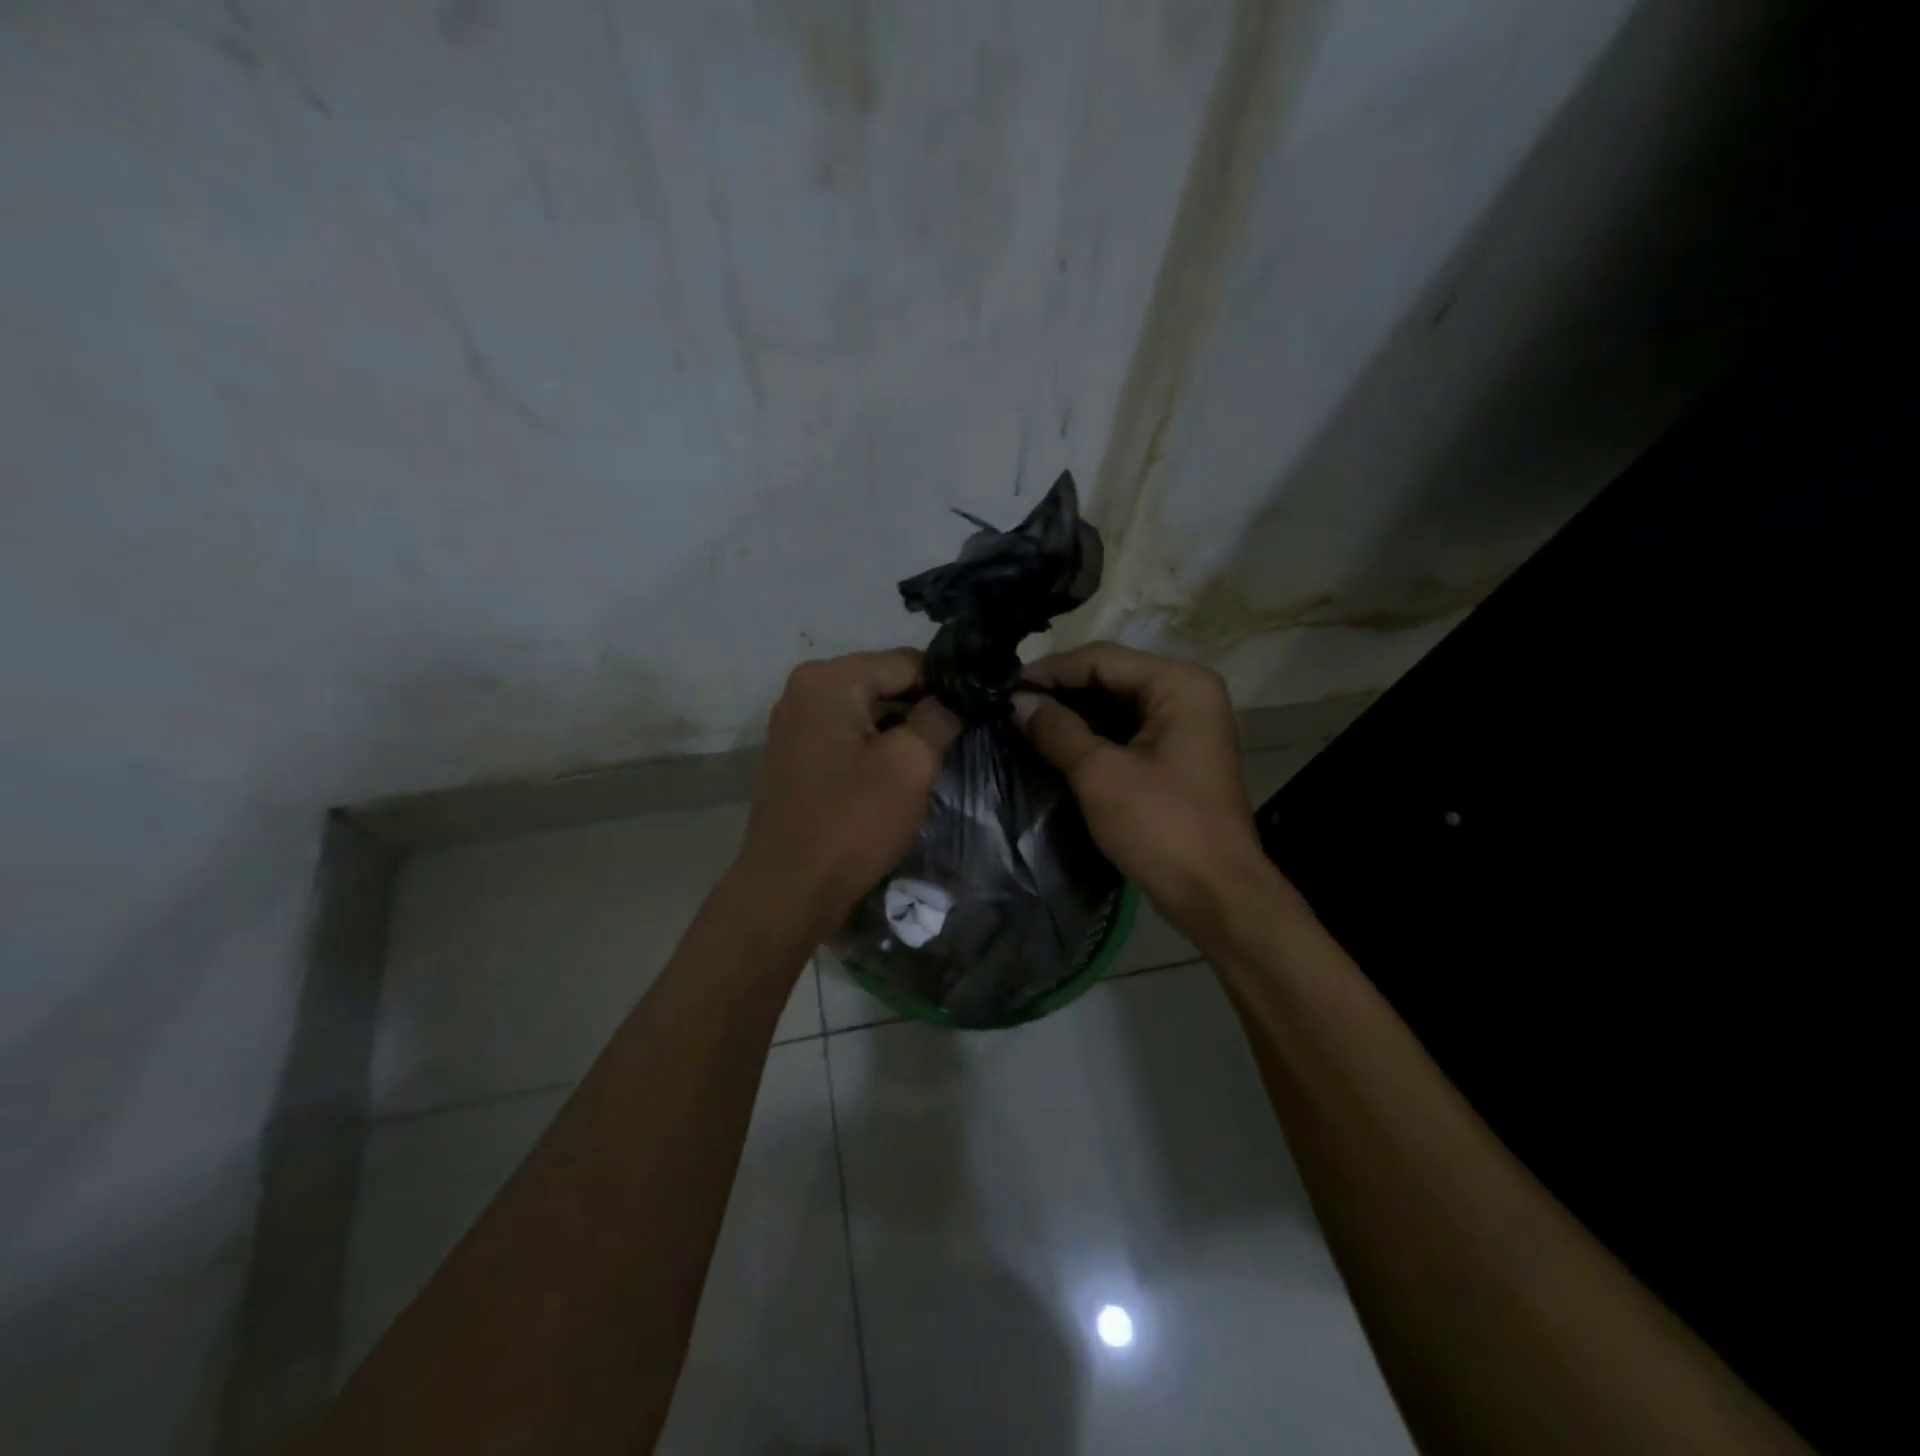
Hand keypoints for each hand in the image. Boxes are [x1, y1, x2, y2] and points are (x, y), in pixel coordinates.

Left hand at [737, 650, 963, 936]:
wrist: (789, 889)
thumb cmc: (853, 822)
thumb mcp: (910, 765)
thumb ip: (939, 718)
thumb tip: (955, 697)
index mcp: (830, 680)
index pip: (907, 662)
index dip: (947, 685)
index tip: (978, 711)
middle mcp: (804, 690)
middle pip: (883, 683)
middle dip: (922, 708)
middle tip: (958, 740)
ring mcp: (794, 723)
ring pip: (866, 711)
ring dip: (900, 731)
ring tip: (933, 759)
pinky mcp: (795, 755)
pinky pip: (847, 735)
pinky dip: (874, 747)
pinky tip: (896, 776)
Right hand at [1016, 643, 1282, 932]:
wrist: (1215, 893)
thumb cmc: (1160, 826)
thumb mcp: (1100, 774)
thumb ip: (1057, 730)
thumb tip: (1017, 701)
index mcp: (1179, 684)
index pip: (1102, 659)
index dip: (1050, 671)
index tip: (1004, 686)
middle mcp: (1188, 692)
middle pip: (1111, 676)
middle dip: (1061, 691)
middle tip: (1010, 704)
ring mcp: (1187, 724)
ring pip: (1117, 703)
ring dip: (1074, 712)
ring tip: (1024, 721)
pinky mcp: (1178, 753)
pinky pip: (1128, 729)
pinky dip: (1093, 734)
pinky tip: (1056, 742)